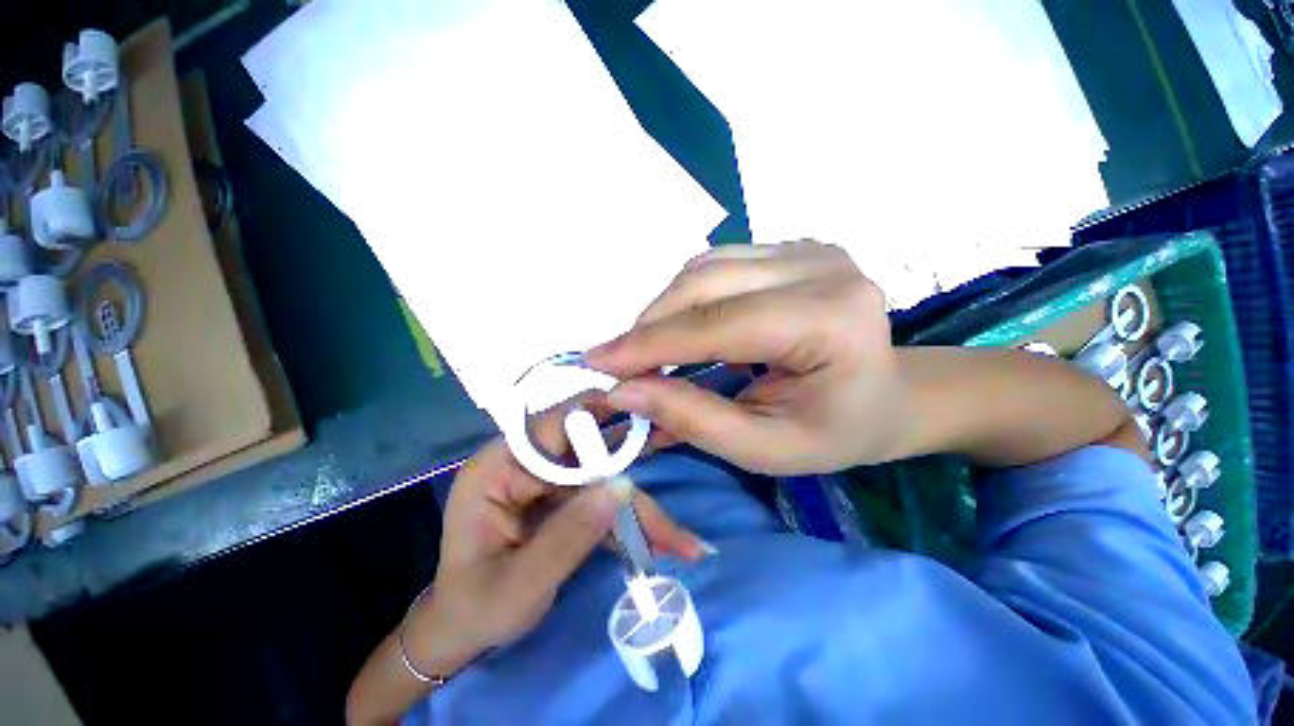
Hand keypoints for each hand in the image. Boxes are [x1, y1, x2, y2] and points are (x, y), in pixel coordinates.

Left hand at [405, 395, 705, 670]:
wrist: (462, 631)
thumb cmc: (476, 610)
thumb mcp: (520, 584)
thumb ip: (570, 535)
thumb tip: (623, 485)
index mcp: (498, 468)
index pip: (552, 425)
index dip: (598, 418)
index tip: (645, 419)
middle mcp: (525, 463)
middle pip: (588, 455)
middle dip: (632, 481)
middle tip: (671, 507)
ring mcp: (546, 480)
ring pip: (603, 479)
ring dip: (639, 508)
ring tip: (680, 541)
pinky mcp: (561, 497)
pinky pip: (601, 498)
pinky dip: (629, 520)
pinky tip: (660, 542)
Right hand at [585, 240, 912, 474]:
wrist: (886, 397)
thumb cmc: (835, 432)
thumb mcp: (766, 448)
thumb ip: (695, 420)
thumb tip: (626, 391)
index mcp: (832, 319)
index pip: (719, 324)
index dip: (650, 345)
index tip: (596, 362)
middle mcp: (822, 267)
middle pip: (704, 284)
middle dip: (649, 325)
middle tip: (618, 364)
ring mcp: (806, 249)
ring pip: (702, 267)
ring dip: (663, 309)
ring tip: (648, 350)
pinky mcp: (789, 248)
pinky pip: (715, 264)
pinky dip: (684, 297)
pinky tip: (681, 327)